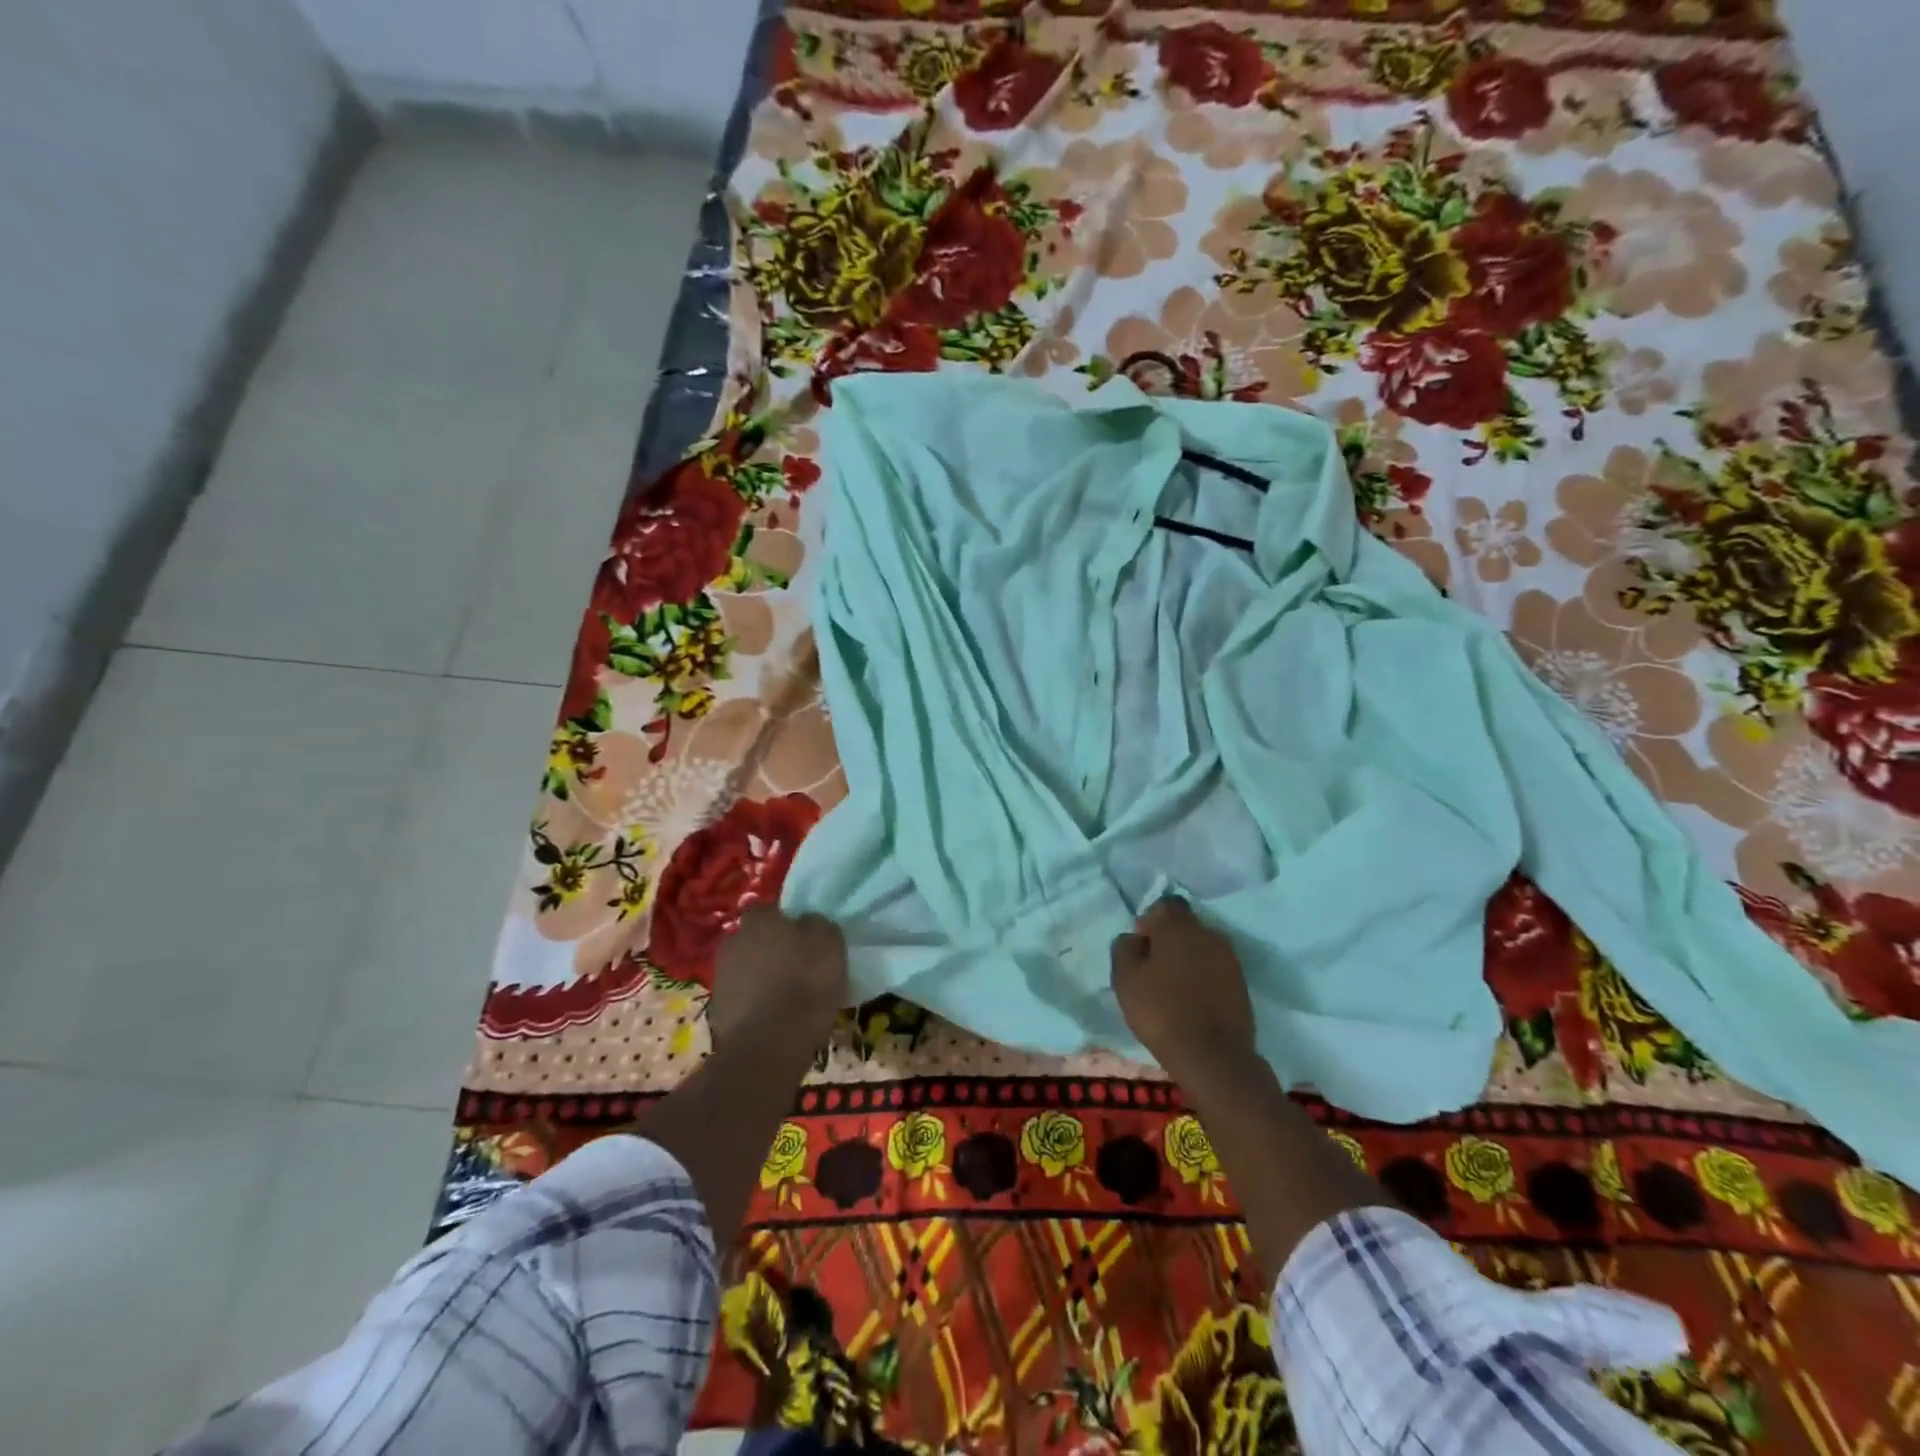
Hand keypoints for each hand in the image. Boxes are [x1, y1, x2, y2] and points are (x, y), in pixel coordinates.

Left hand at [707, 906, 847, 1050]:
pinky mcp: (718, 1009)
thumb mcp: (829, 942)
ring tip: (786, 995)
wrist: (769, 1044)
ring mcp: (721, 976)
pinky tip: (774, 1017)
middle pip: (753, 938)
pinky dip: (754, 1003)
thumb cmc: (805, 983)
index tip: (801, 936)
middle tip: (794, 964)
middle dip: (769, 948)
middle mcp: (734, 940)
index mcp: (759, 920)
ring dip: (760, 976)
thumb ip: (816, 923)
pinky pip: (742, 997)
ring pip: (746, 968)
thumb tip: (806, 921)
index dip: (784, 921)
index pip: (768, 909)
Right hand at [1111, 896, 1255, 1077]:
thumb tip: (1135, 938)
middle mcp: (1208, 933)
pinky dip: (1204, 979)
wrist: (1213, 1056)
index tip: (1141, 946)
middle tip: (1154, 969)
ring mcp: (1230, 958)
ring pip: (1202, 948)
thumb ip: (1125, 948)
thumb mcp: (1125, 979)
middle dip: (1169, 941)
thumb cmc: (1161, 1011)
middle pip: (1185, 926)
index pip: (1165, 904)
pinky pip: (1216, 970)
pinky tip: (1193, 1001)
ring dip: (1188, 960)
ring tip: (1174, 988)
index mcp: (1178, 925)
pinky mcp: (1242, 984)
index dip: (1151, 921)